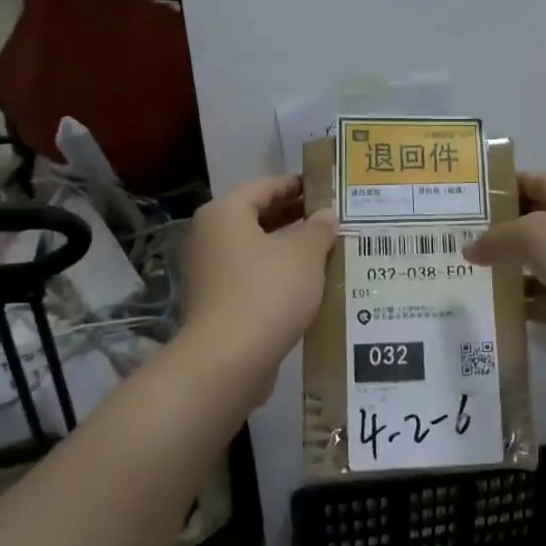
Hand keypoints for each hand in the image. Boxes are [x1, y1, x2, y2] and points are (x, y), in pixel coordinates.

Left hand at [180, 176, 337, 385]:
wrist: (228, 361)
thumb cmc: (267, 292)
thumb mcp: (305, 254)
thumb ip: (319, 229)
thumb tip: (326, 215)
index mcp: (225, 213)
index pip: (267, 186)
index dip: (299, 185)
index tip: (328, 188)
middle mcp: (211, 237)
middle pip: (259, 217)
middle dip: (298, 218)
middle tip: (334, 219)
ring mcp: (210, 272)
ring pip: (258, 249)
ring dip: (291, 249)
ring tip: (330, 251)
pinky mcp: (217, 303)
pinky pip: (254, 277)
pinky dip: (280, 275)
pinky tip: (310, 284)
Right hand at [464, 172, 545, 392]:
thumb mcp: (537, 233)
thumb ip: (499, 238)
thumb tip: (469, 248)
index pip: (538, 182)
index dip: (502, 190)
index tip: (463, 202)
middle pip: (541, 225)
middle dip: (502, 234)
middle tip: (455, 242)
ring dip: (512, 272)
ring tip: (465, 276)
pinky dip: (528, 305)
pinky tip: (494, 309)